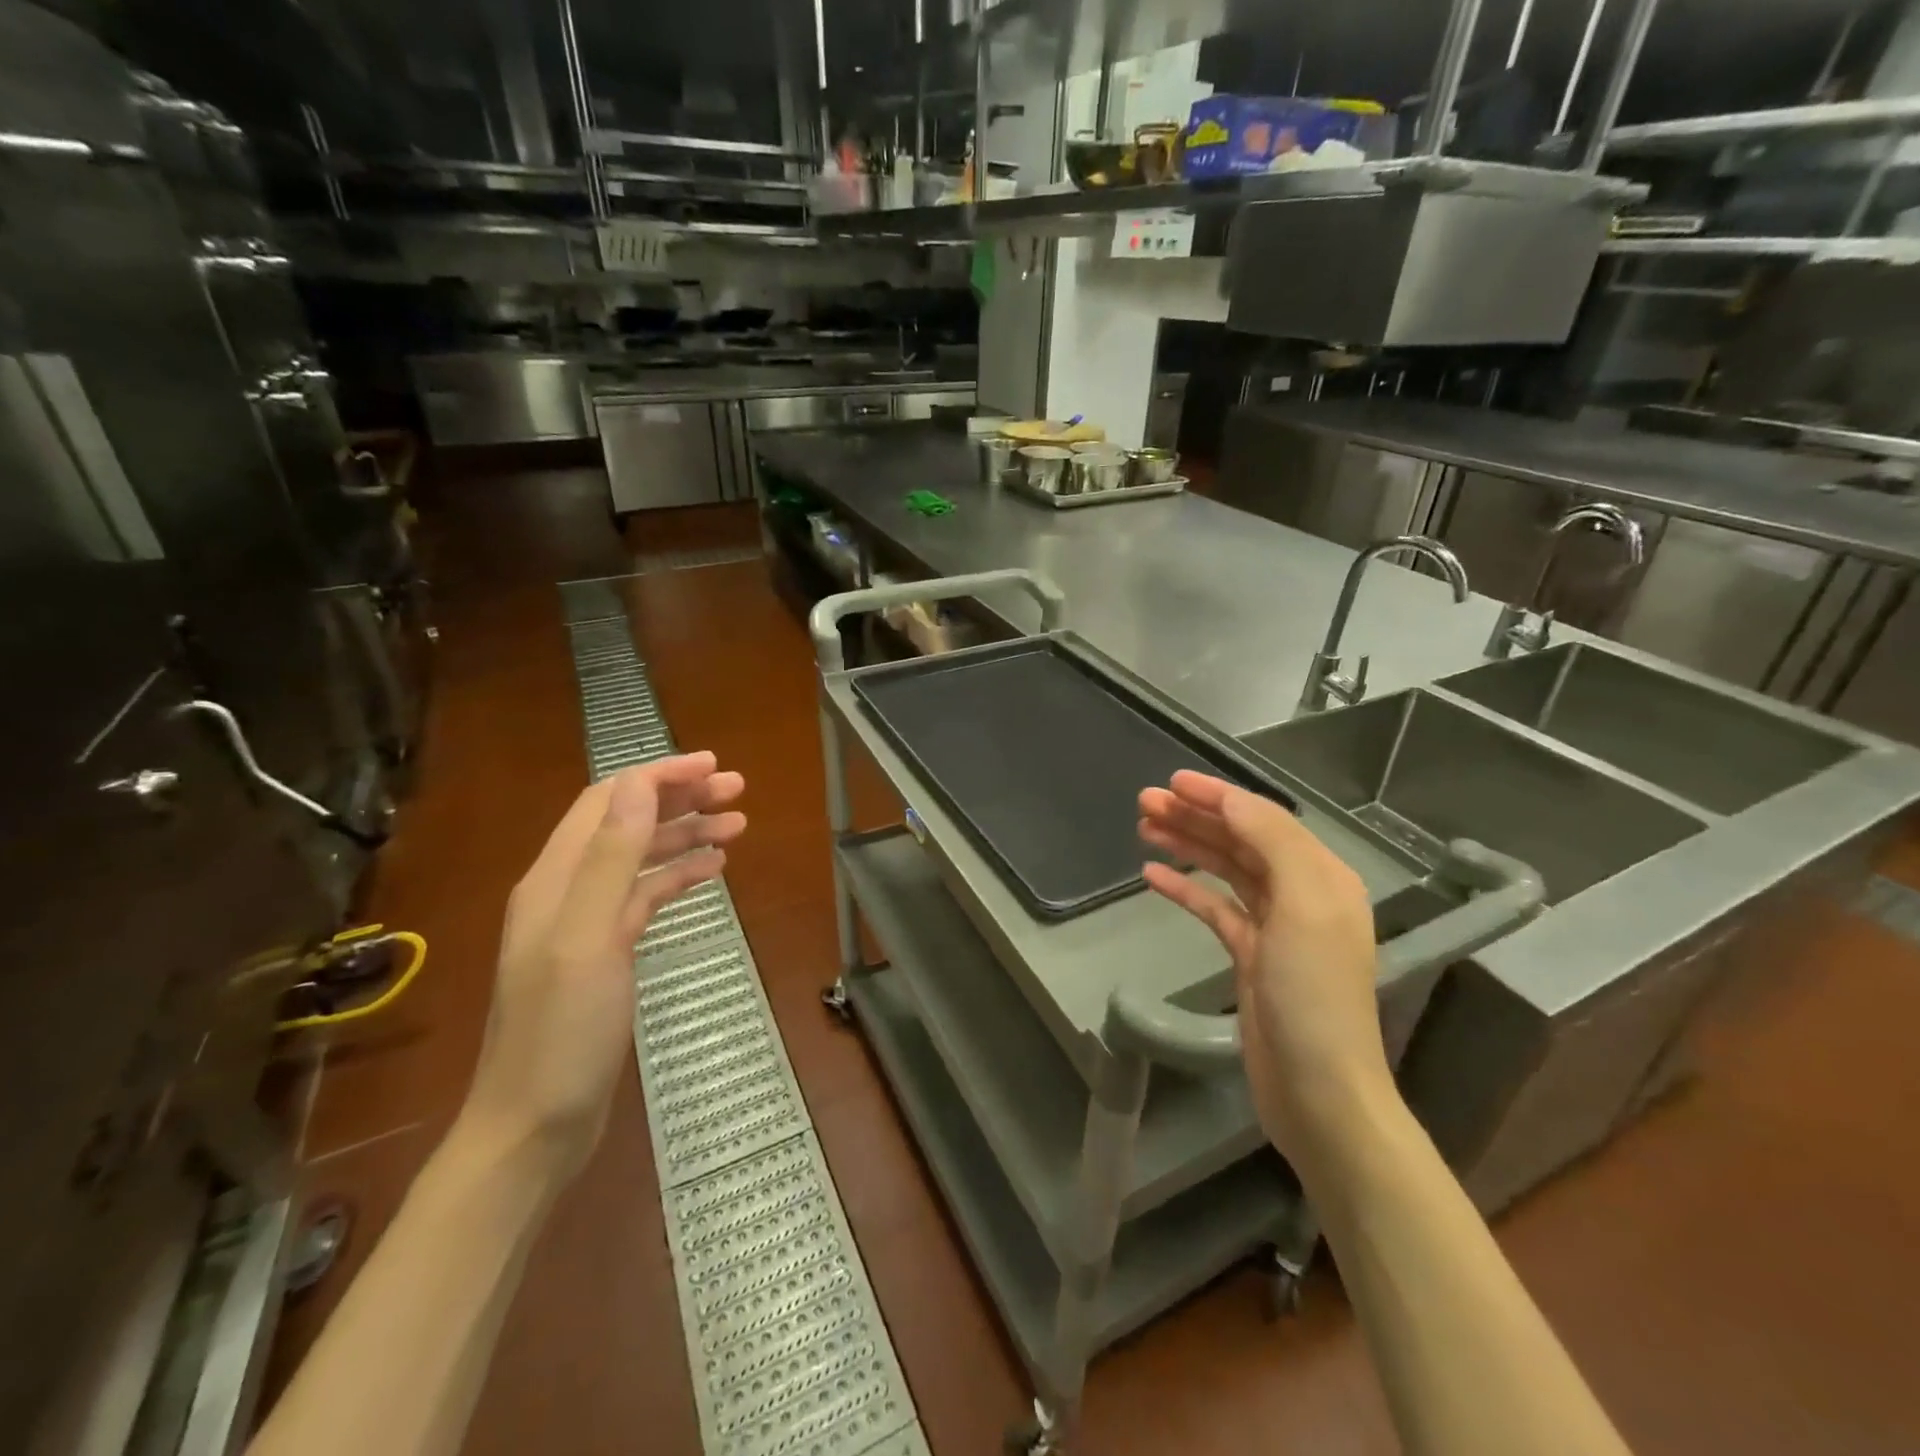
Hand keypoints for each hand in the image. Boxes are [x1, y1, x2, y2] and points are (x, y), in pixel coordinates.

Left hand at [460, 754, 745, 1183]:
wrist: (534, 1126)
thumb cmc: (561, 1032)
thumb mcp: (588, 938)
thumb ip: (611, 859)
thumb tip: (638, 784)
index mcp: (556, 878)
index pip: (610, 801)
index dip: (659, 775)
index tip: (713, 766)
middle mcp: (568, 889)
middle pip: (627, 822)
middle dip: (680, 798)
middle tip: (737, 790)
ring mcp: (586, 922)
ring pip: (641, 857)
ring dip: (685, 834)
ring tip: (738, 824)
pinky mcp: (606, 952)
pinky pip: (646, 896)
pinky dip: (679, 875)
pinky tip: (712, 870)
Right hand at [1139, 771, 1390, 1165]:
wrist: (1318, 1089)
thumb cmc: (1313, 992)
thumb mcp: (1305, 905)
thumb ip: (1271, 842)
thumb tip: (1231, 799)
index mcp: (1321, 876)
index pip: (1263, 819)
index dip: (1217, 795)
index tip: (1171, 781)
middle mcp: (1301, 893)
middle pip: (1240, 840)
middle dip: (1195, 817)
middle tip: (1144, 801)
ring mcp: (1274, 926)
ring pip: (1225, 870)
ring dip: (1187, 845)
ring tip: (1143, 826)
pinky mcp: (1250, 956)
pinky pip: (1214, 908)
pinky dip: (1185, 888)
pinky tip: (1152, 875)